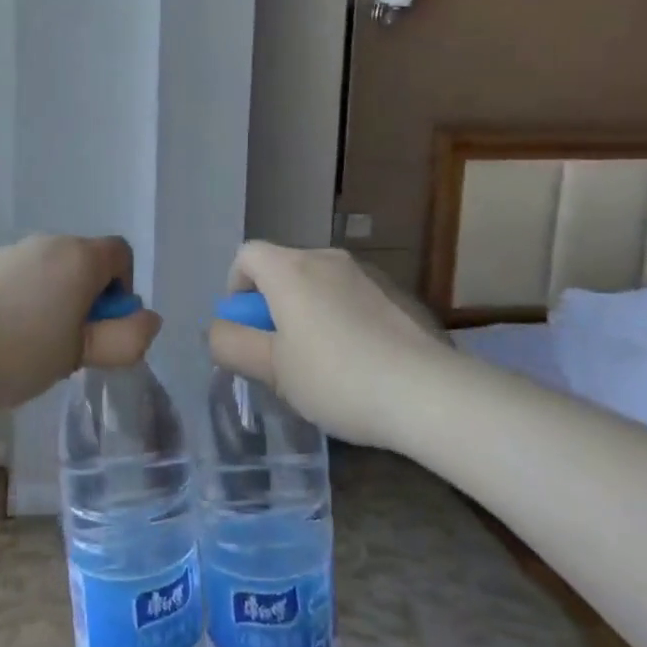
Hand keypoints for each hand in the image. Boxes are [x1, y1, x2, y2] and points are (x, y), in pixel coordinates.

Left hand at [0, 235, 162, 413]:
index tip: (103, 327)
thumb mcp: (79, 355)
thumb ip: (124, 339)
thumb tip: (148, 320)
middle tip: (69, 345)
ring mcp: (9, 251)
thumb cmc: (18, 352)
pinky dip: (20, 301)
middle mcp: (47, 243)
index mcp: (79, 257)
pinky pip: (16, 278)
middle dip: (86, 299)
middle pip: (83, 262)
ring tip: (30, 348)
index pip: (120, 254)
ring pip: (48, 272)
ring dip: (53, 301)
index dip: (122, 289)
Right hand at [208, 243, 448, 448]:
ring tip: (321, 362)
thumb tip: (218, 330)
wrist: (428, 392)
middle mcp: (328, 259)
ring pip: (321, 284)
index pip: (247, 255)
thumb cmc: (336, 377)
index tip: (246, 327)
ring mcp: (368, 274)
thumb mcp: (272, 370)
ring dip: (309, 311)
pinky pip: (353, 298)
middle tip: (280, 352)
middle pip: (285, 268)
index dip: (236, 287)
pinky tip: (359, 362)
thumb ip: (233, 345)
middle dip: (273, 304)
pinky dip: (343, 318)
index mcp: (291, 269)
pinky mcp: (398, 295)